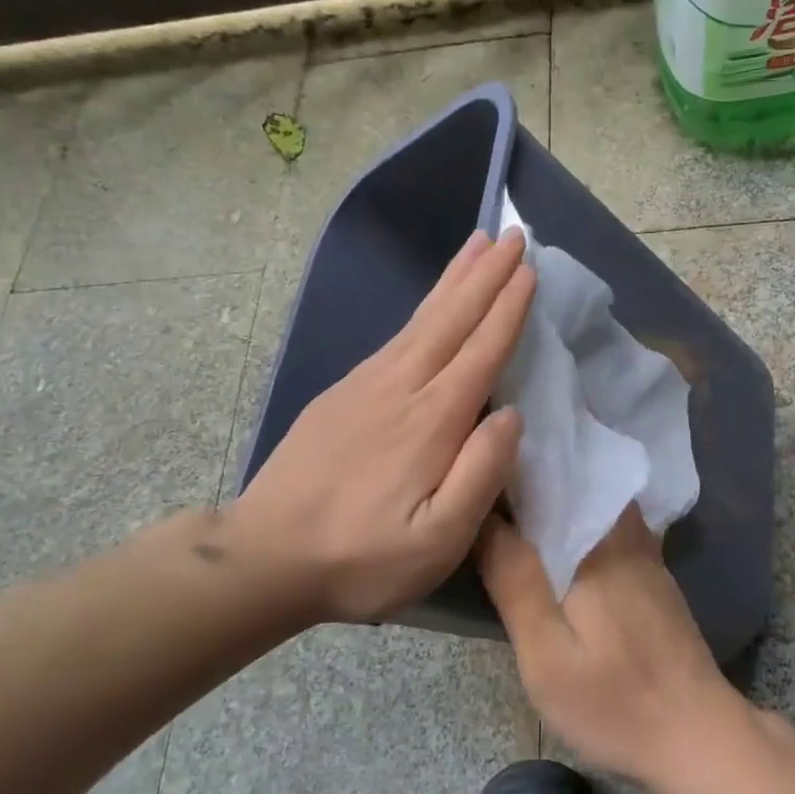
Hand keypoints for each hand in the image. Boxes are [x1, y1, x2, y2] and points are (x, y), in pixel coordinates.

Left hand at [235, 228, 534, 626]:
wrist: (264, 555)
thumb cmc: (360, 558)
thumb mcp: (436, 542)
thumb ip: (479, 475)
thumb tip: (512, 416)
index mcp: (430, 421)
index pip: (481, 351)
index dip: (508, 309)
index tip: (530, 269)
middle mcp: (400, 388)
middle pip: (451, 319)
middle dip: (486, 276)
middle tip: (512, 235)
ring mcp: (364, 386)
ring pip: (420, 320)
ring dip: (453, 280)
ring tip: (477, 246)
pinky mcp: (340, 393)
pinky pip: (394, 336)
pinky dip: (422, 310)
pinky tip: (430, 306)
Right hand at [478, 506, 747, 790]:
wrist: (699, 738)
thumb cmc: (614, 702)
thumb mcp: (547, 654)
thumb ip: (515, 581)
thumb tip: (482, 517)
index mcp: (596, 543)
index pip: (545, 482)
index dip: (507, 476)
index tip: (472, 481)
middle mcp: (626, 534)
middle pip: (572, 487)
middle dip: (529, 483)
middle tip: (483, 497)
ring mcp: (646, 555)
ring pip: (592, 507)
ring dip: (554, 505)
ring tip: (510, 516)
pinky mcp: (653, 577)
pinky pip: (607, 531)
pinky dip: (577, 528)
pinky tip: (554, 550)